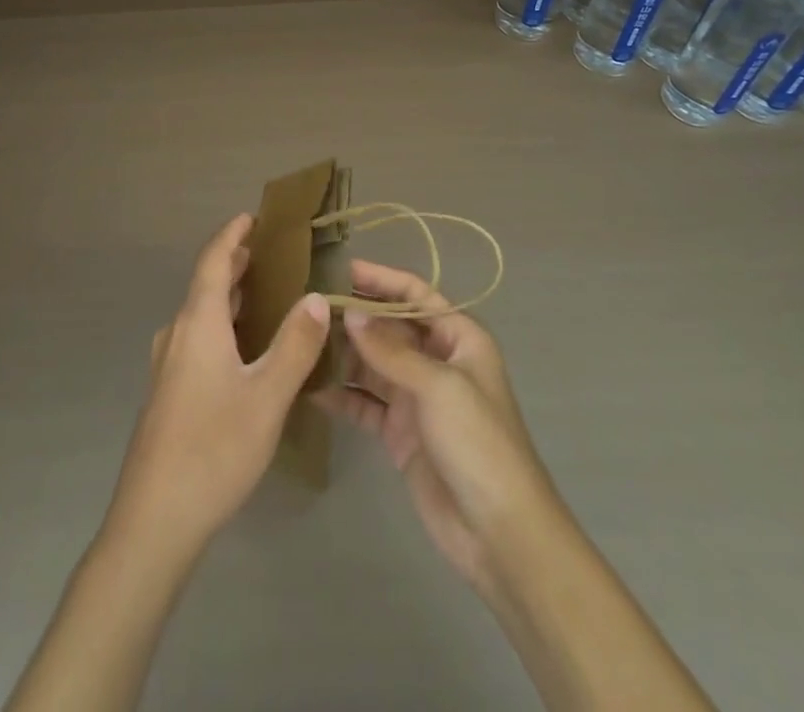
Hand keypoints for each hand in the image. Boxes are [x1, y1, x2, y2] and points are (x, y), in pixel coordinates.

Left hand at [104, 213, 331, 563]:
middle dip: (235, 264)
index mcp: (198, 323)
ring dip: (229, 296)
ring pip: (201, 314)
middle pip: (206, 284)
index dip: (232, 236)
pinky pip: (197, 338)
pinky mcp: (167, 391)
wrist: (154, 519)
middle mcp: (177, 333)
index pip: (213, 261)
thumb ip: (294, 345)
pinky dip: (221, 324)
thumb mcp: (267, 397)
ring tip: (264, 293)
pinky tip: (243, 348)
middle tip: (270, 253)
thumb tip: (316, 297)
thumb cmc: (214, 448)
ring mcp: (167, 364)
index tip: (253, 217)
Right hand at [316, 259, 564, 602]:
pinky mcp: (401, 433)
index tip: (342, 270)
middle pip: (390, 328)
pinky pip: (365, 404)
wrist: (500, 534)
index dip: (382, 280)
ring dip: (343, 354)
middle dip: (355, 317)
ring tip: (302, 342)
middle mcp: (437, 362)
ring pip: (373, 364)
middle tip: (310, 307)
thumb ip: (390, 350)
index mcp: (459, 340)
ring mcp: (417, 398)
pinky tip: (311, 388)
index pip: (416, 296)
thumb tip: (350, 315)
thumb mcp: (438, 387)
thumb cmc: (479, 444)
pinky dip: (342, 396)